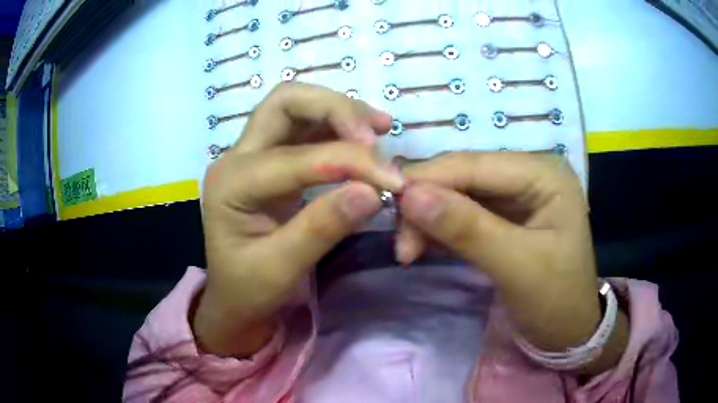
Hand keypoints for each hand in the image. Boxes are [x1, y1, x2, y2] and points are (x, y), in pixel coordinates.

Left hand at [193, 83, 402, 356]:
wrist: (234, 299)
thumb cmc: (250, 290)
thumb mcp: (282, 269)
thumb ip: (322, 228)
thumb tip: (373, 192)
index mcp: (232, 184)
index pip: (297, 157)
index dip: (349, 162)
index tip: (393, 180)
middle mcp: (237, 157)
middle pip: (286, 102)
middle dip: (335, 109)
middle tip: (377, 133)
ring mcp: (253, 154)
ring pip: (295, 106)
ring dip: (339, 110)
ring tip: (380, 127)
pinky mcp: (271, 160)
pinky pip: (305, 127)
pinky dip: (337, 125)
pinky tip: (364, 136)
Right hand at [398, 152, 627, 374]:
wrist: (568, 331)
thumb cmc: (556, 300)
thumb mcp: (517, 266)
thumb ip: (467, 229)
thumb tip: (409, 196)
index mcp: (543, 173)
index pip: (475, 163)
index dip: (428, 179)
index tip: (389, 206)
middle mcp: (528, 173)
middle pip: (462, 175)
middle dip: (427, 205)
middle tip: (402, 245)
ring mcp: (515, 194)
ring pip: (457, 193)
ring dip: (428, 219)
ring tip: (409, 252)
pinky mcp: (503, 216)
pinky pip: (461, 212)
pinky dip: (439, 229)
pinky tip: (425, 247)